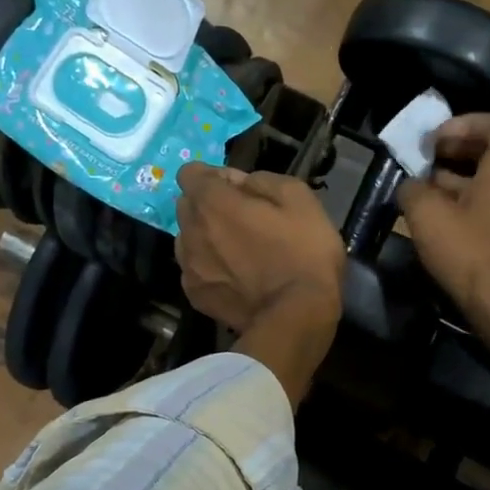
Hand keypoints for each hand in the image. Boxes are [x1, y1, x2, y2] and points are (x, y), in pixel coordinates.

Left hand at [175, 164, 344, 332]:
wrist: (296, 317)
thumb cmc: (303, 253)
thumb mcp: (299, 198)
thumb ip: (262, 180)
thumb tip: (241, 183)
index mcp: (212, 202)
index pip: (190, 173)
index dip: (216, 177)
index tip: (241, 191)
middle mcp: (190, 231)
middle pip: (187, 206)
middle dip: (209, 206)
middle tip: (244, 221)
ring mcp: (189, 267)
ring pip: (188, 239)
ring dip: (206, 237)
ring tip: (239, 253)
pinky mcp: (195, 296)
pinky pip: (195, 270)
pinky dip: (210, 268)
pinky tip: (236, 279)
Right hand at [397, 113, 489, 322]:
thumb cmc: (470, 254)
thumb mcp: (428, 217)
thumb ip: (413, 191)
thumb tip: (410, 186)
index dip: (469, 122)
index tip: (437, 139)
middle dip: (456, 151)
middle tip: (424, 160)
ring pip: (489, 184)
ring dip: (456, 181)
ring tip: (421, 192)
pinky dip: (464, 206)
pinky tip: (438, 223)